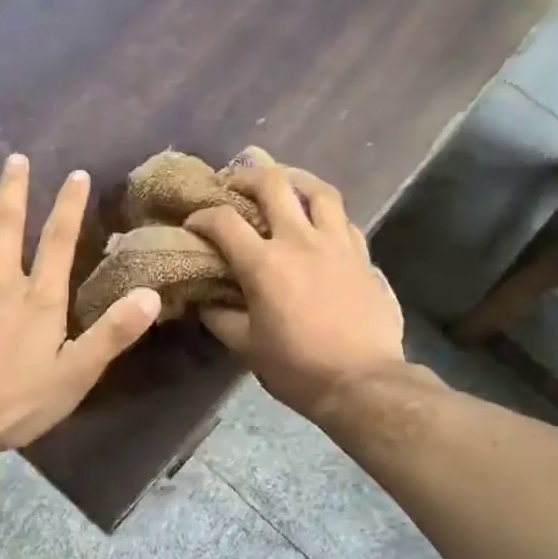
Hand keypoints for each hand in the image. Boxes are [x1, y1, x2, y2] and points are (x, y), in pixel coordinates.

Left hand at [0, 156, 161, 451]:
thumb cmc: (14, 401)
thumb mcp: (75, 374)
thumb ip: (113, 333)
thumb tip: (151, 294)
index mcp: (38, 298)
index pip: (58, 241)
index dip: (69, 206)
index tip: (76, 174)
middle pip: (7, 227)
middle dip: (13, 190)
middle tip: (15, 158)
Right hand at [186, 163, 405, 419]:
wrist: (362, 382)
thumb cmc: (297, 368)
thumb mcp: (246, 347)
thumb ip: (220, 317)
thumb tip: (204, 299)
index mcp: (264, 263)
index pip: (224, 222)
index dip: (202, 216)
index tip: (193, 224)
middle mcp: (300, 240)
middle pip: (273, 184)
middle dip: (247, 176)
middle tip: (235, 183)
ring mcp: (337, 244)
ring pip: (319, 190)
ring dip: (296, 179)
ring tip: (284, 182)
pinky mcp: (364, 256)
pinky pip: (344, 219)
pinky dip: (326, 213)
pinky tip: (320, 222)